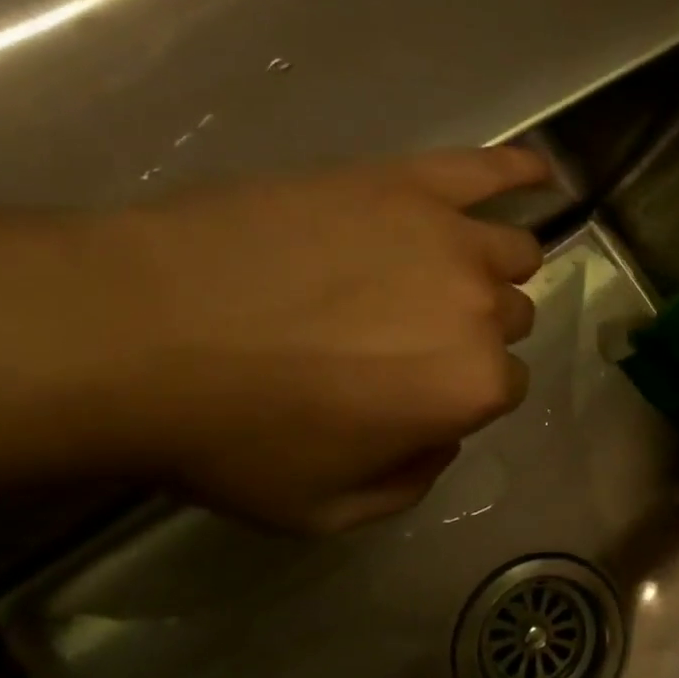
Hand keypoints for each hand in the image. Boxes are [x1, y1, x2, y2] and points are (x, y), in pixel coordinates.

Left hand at [102, 146, 549, 533]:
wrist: (140, 332)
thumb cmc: (233, 433)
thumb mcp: (326, 509)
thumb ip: (410, 483)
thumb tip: (442, 439)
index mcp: (472, 387)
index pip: (504, 386)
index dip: (462, 393)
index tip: (418, 391)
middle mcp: (483, 309)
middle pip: (512, 316)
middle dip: (475, 330)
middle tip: (411, 333)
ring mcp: (451, 237)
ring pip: (512, 251)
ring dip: (493, 268)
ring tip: (448, 269)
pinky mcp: (409, 184)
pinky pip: (488, 168)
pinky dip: (520, 170)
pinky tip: (538, 171)